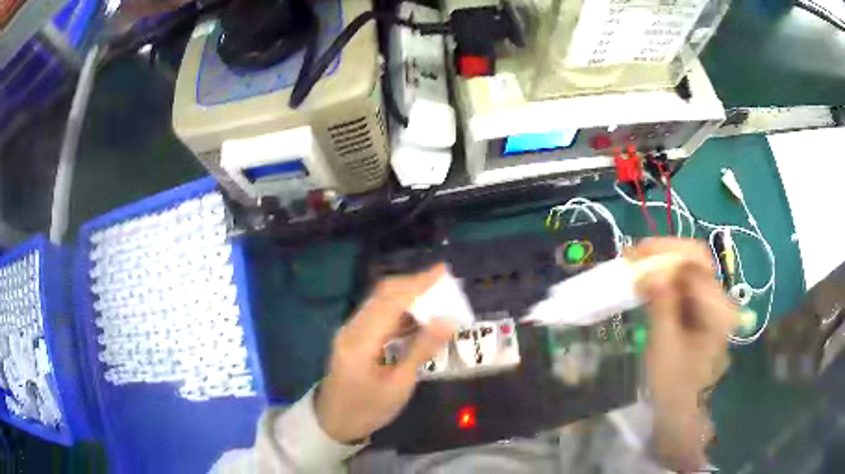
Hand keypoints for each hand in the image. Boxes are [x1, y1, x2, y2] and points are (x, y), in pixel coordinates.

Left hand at [315, 264, 456, 443]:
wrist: (334, 422)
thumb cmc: (368, 409)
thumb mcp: (399, 385)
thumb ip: (421, 350)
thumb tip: (447, 321)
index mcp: (360, 342)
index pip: (391, 301)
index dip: (418, 284)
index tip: (443, 271)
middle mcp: (351, 328)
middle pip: (382, 294)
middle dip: (413, 284)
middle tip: (443, 284)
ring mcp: (349, 331)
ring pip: (380, 302)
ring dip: (407, 296)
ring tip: (436, 298)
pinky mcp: (352, 337)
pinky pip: (377, 315)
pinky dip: (399, 311)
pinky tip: (418, 318)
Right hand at [633, 238, 737, 470]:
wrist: (681, 407)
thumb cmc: (674, 383)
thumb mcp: (665, 346)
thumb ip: (662, 306)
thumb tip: (649, 271)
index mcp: (718, 309)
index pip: (696, 266)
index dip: (666, 256)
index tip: (635, 258)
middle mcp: (719, 298)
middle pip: (695, 258)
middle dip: (664, 251)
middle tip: (633, 254)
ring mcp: (710, 301)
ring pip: (688, 266)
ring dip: (661, 261)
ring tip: (634, 263)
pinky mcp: (699, 307)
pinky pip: (682, 281)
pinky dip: (663, 276)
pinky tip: (645, 279)